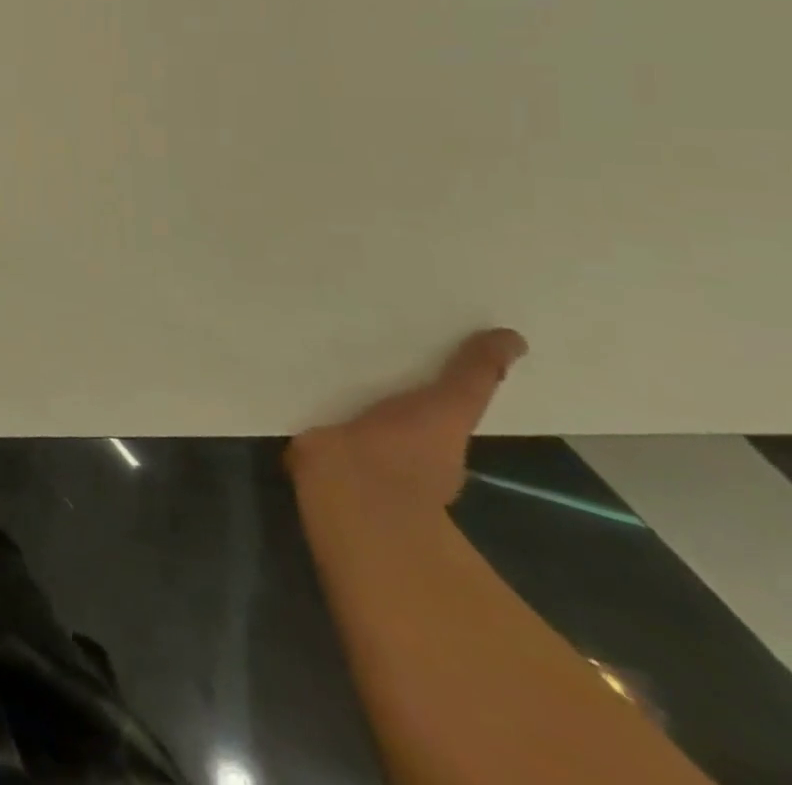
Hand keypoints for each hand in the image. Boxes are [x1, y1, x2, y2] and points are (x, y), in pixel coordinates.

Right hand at [290, 329, 527, 510]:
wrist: (349, 483)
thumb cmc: (408, 450)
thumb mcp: (450, 406)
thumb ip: (475, 376)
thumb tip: (515, 338)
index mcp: (433, 441)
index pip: (432, 400)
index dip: (424, 372)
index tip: (411, 334)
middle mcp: (395, 443)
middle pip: (386, 397)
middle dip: (374, 368)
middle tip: (357, 322)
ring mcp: (351, 444)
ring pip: (345, 399)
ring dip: (334, 374)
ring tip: (316, 328)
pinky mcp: (312, 436)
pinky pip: (309, 403)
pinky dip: (303, 384)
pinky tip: (290, 353)